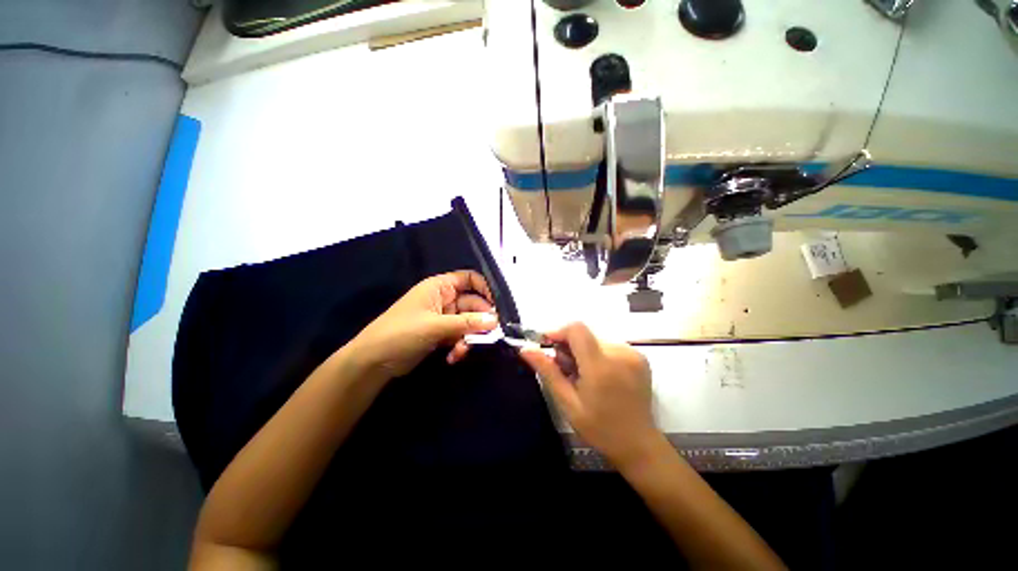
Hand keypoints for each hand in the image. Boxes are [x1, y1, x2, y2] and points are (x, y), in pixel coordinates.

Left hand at [347, 270, 498, 379]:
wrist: (373, 362)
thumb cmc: (402, 333)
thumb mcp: (435, 326)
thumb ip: (467, 323)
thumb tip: (496, 320)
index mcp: (439, 287)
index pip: (469, 279)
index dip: (485, 289)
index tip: (497, 306)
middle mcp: (444, 299)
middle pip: (472, 304)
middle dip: (479, 320)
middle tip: (490, 335)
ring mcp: (443, 317)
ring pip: (468, 322)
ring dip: (469, 337)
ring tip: (462, 350)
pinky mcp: (441, 334)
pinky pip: (460, 335)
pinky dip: (460, 345)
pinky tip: (453, 357)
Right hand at [519, 323, 659, 468]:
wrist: (638, 444)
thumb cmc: (599, 428)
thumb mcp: (567, 402)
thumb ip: (548, 371)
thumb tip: (525, 349)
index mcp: (601, 367)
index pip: (576, 329)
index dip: (559, 333)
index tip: (550, 348)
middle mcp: (620, 353)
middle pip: (585, 335)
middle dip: (570, 348)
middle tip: (568, 373)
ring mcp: (632, 354)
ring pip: (595, 340)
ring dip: (584, 352)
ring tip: (585, 377)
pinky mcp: (639, 356)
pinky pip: (609, 345)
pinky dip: (598, 355)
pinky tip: (600, 376)